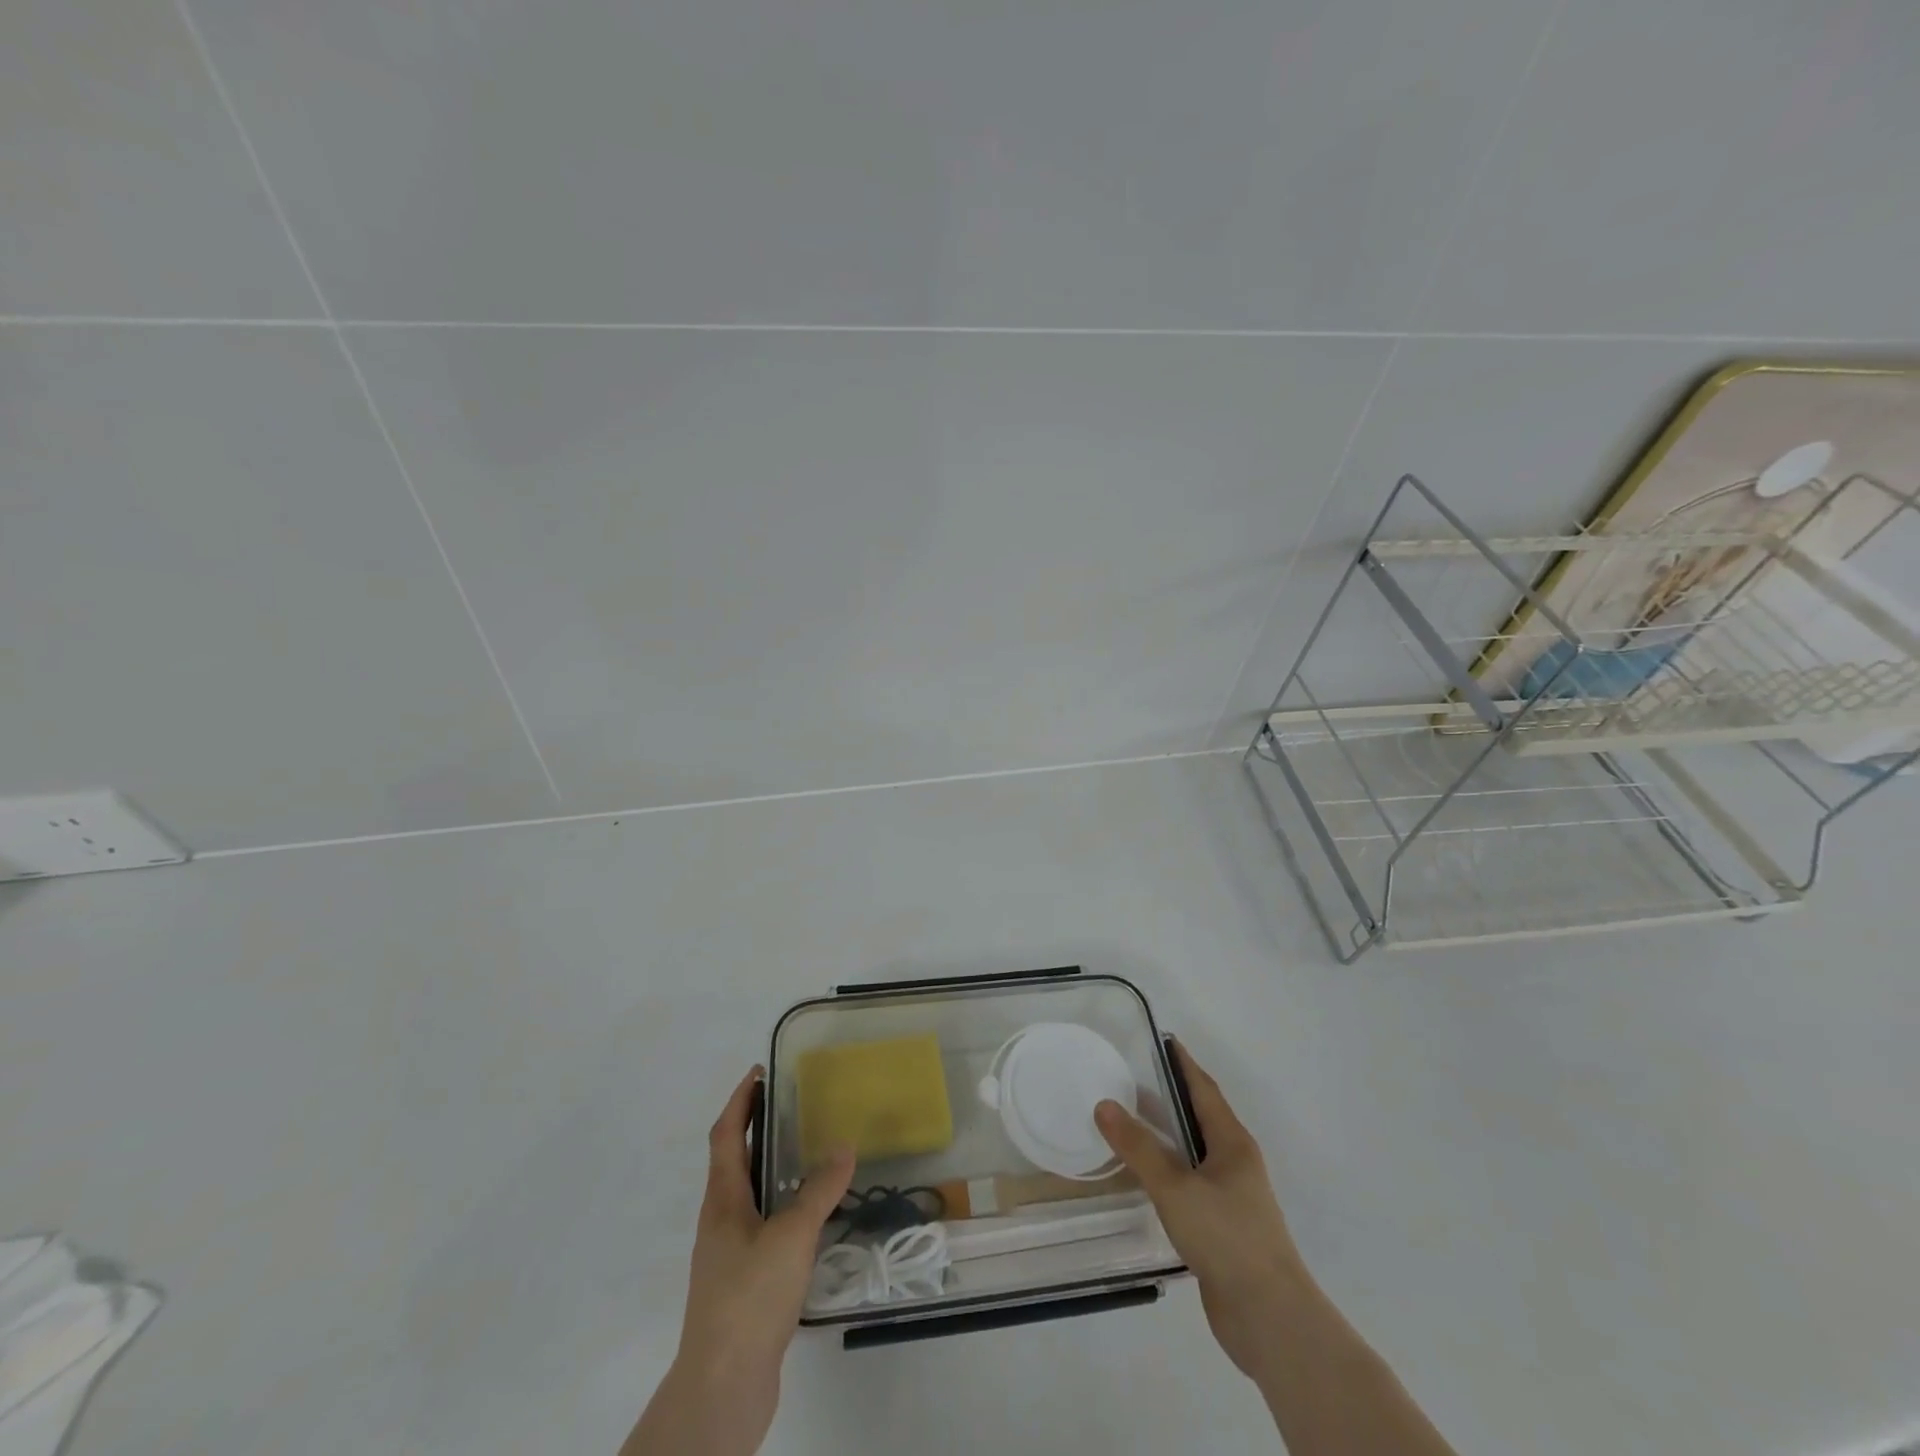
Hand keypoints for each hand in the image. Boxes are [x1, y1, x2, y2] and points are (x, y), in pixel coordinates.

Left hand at [625, 1068, 854, 1455]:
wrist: (723, 1386)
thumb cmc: (749, 1298)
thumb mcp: (791, 1236)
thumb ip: (818, 1190)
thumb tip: (844, 1146)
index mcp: (722, 1200)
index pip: (724, 1134)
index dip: (739, 1100)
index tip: (759, 1071)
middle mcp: (721, 1219)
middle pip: (734, 1160)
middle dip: (756, 1127)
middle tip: (793, 1104)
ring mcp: (729, 1253)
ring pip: (749, 1194)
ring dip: (771, 1166)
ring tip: (809, 1151)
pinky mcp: (744, 1281)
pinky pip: (763, 1224)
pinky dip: (782, 1205)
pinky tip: (811, 1216)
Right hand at [1095, 1041, 1306, 1380]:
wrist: (1270, 1318)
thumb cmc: (1227, 1238)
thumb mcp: (1176, 1187)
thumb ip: (1139, 1147)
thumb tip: (1104, 1105)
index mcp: (1232, 1142)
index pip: (1204, 1089)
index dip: (1183, 1063)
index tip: (1162, 1039)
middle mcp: (1235, 1162)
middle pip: (1199, 1116)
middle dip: (1170, 1094)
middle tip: (1131, 1076)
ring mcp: (1231, 1196)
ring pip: (1194, 1151)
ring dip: (1166, 1133)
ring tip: (1129, 1119)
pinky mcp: (1222, 1227)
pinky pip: (1190, 1182)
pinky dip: (1167, 1168)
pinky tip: (1144, 1175)